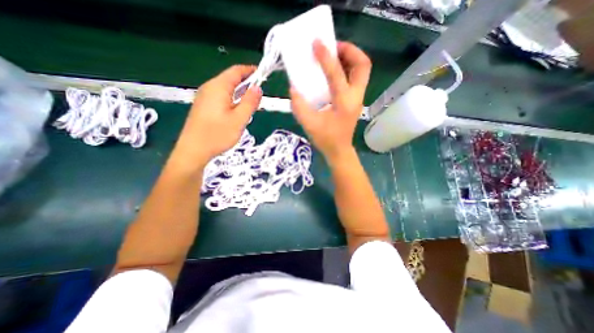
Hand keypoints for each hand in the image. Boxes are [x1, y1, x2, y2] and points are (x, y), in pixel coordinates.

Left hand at [175, 65, 261, 167]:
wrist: (193, 150)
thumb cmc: (217, 135)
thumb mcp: (239, 119)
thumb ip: (250, 102)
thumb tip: (258, 88)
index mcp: (218, 87)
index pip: (236, 71)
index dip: (250, 70)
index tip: (262, 74)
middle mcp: (209, 88)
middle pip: (230, 78)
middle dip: (246, 83)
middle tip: (259, 93)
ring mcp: (204, 97)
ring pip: (226, 88)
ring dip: (240, 92)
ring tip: (251, 103)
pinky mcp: (203, 106)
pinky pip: (221, 96)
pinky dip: (232, 99)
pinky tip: (237, 110)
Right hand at [292, 40, 369, 161]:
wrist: (339, 150)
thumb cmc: (326, 139)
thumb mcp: (309, 124)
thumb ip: (299, 105)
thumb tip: (294, 88)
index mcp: (344, 102)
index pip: (337, 73)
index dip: (326, 56)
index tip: (317, 43)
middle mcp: (356, 97)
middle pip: (363, 65)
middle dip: (350, 50)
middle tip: (333, 48)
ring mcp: (358, 98)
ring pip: (362, 70)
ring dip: (350, 58)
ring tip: (333, 55)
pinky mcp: (355, 100)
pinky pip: (356, 78)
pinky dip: (347, 68)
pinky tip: (334, 71)